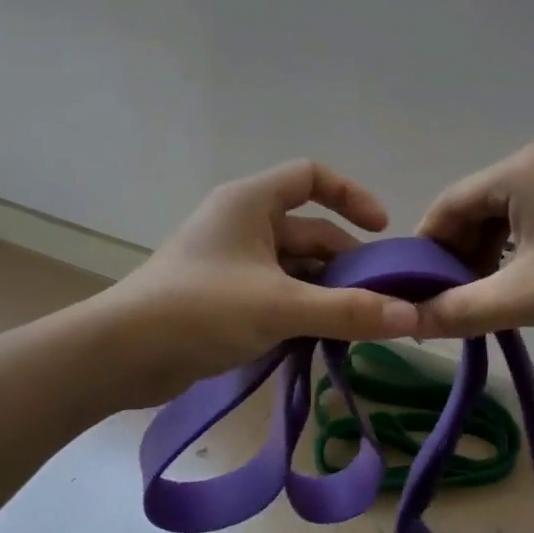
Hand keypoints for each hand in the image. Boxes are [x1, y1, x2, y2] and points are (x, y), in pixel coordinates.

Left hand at [97, 160, 419, 405]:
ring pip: (293, 268)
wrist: (121, 354)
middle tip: (381, 298)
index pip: (311, 177)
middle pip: (309, 231)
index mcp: (250, 203)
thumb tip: (412, 317)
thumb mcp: (281, 307)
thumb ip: (349, 311)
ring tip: (360, 324)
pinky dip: (301, 310)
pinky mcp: (222, 297)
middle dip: (346, 262)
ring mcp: (230, 262)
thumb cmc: (201, 310)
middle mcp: (241, 224)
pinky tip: (324, 338)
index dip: (351, 196)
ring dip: (326, 292)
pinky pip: (275, 293)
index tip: (382, 231)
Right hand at [414, 143, 533, 340]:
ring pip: (505, 217)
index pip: (447, 204)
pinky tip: (521, 285)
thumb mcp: (524, 298)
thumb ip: (459, 310)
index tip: (413, 290)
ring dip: (487, 257)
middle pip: (476, 209)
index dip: (425, 249)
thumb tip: (405, 322)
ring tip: (484, 300)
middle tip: (449, 302)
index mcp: (519, 171)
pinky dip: (517, 252)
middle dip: (457, 256)